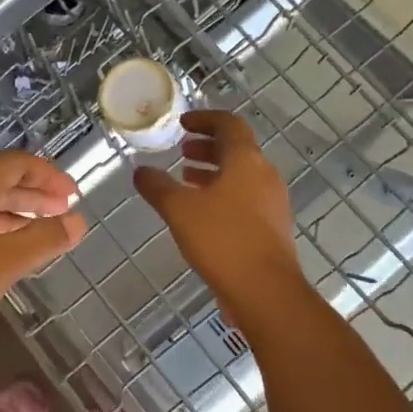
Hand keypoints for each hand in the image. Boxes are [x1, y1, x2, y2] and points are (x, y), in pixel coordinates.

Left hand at [0, 152, 86, 375]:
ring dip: (17, 216)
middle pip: (0, 183)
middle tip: (65, 213)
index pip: (16, 163)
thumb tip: (78, 221)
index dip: (48, 174)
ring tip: (43, 235)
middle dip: (35, 195)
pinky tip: (8, 257)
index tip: (74, 196)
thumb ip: (44, 240)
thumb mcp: (4, 262)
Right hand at [134, 111, 303, 308]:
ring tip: (186, 179)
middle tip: (181, 151)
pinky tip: (202, 212)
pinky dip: (223, 193)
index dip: (205, 119)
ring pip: (241, 175)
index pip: (229, 124)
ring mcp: (272, 202)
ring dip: (214, 171)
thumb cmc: (222, 239)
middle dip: (207, 146)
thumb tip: (140, 171)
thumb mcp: (179, 209)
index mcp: (246, 160)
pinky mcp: (272, 227)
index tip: (183, 123)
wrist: (266, 291)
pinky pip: (245, 197)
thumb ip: (157, 186)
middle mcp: (264, 175)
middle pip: (237, 149)